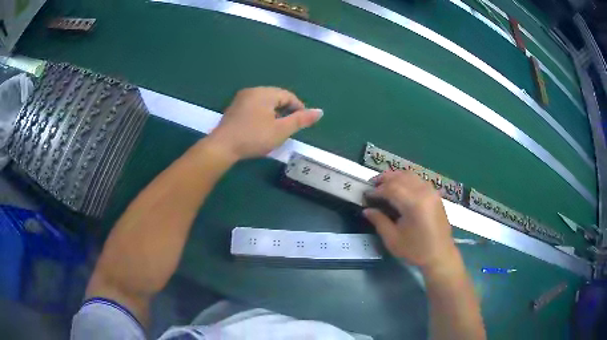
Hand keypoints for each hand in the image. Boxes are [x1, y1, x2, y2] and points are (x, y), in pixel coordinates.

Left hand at [208, 87, 322, 159]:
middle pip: (276, 97)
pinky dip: (262, 114)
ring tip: (277, 129)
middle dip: (286, 110)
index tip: (302, 122)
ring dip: (274, 113)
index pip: (288, 96)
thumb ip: (301, 120)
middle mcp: (253, 91)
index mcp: (265, 93)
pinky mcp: (234, 108)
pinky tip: (261, 127)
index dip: (298, 108)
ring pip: (265, 102)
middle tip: (290, 127)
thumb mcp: (281, 130)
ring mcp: (241, 99)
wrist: (222, 146)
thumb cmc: (254, 137)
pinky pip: (254, 106)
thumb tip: (320, 111)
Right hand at [363, 170, 456, 269]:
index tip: (366, 195)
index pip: (391, 188)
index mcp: (414, 204)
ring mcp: (431, 192)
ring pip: (410, 175)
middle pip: (401, 177)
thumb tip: (367, 210)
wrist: (440, 255)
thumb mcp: (393, 239)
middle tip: (372, 185)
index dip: (377, 190)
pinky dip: (406, 179)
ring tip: (383, 183)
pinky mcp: (435, 195)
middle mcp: (424, 192)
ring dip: (395, 176)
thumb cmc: (416, 250)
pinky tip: (400, 187)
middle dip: (384, 178)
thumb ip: (379, 221)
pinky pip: (418, 180)